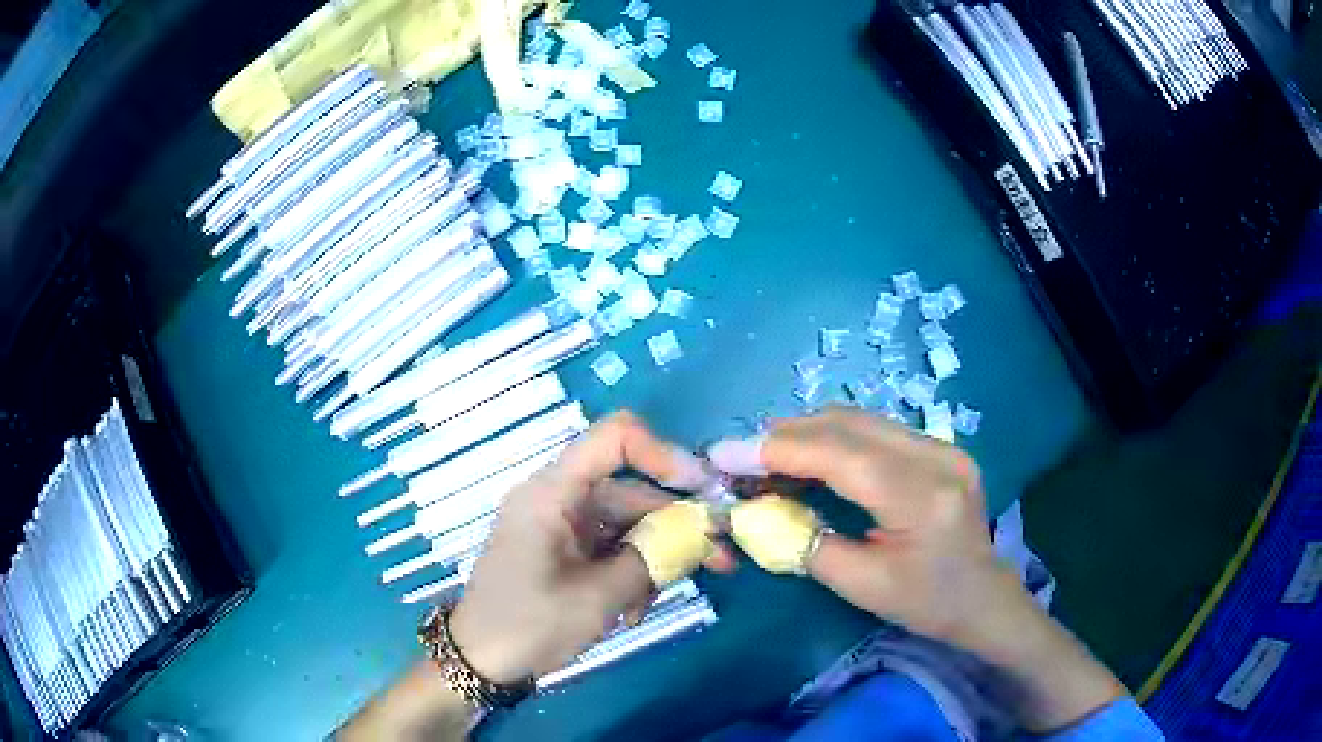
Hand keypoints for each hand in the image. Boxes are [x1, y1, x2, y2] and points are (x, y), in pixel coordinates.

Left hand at [450, 411, 728, 683]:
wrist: (479, 662)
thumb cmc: (530, 625)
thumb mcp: (599, 598)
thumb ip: (653, 559)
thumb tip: (702, 533)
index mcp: (552, 493)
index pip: (614, 439)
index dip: (664, 454)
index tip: (703, 493)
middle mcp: (556, 498)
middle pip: (629, 490)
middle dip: (675, 524)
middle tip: (722, 557)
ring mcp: (558, 524)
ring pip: (624, 523)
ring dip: (652, 558)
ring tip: (665, 599)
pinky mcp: (561, 548)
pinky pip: (608, 546)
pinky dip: (628, 571)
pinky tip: (632, 610)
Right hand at [710, 406, 1003, 647]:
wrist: (983, 598)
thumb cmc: (925, 603)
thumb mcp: (860, 586)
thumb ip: (805, 544)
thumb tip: (754, 512)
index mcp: (922, 497)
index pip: (841, 455)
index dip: (778, 449)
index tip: (725, 454)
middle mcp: (937, 456)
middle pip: (849, 424)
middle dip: (787, 435)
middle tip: (741, 458)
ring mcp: (943, 445)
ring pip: (860, 420)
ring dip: (809, 433)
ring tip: (768, 458)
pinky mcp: (940, 447)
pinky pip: (876, 430)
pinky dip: (835, 439)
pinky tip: (811, 458)